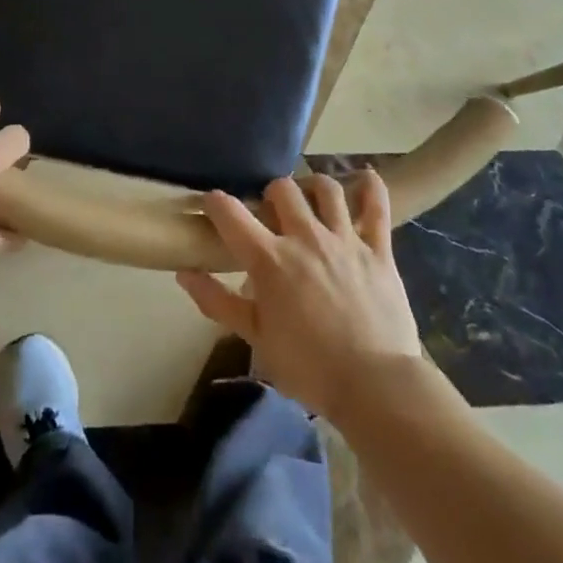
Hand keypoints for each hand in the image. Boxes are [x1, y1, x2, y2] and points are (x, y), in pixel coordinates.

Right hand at [177, 173, 421, 423]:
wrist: (375, 384)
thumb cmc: (309, 367)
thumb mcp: (256, 339)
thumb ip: (218, 302)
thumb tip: (184, 273)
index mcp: (269, 259)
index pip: (231, 214)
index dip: (216, 202)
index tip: (212, 203)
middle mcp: (305, 237)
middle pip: (282, 189)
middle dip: (270, 193)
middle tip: (271, 213)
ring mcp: (344, 239)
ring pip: (326, 189)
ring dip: (313, 186)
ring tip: (310, 198)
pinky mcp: (378, 249)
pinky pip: (376, 206)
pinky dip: (370, 187)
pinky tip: (364, 178)